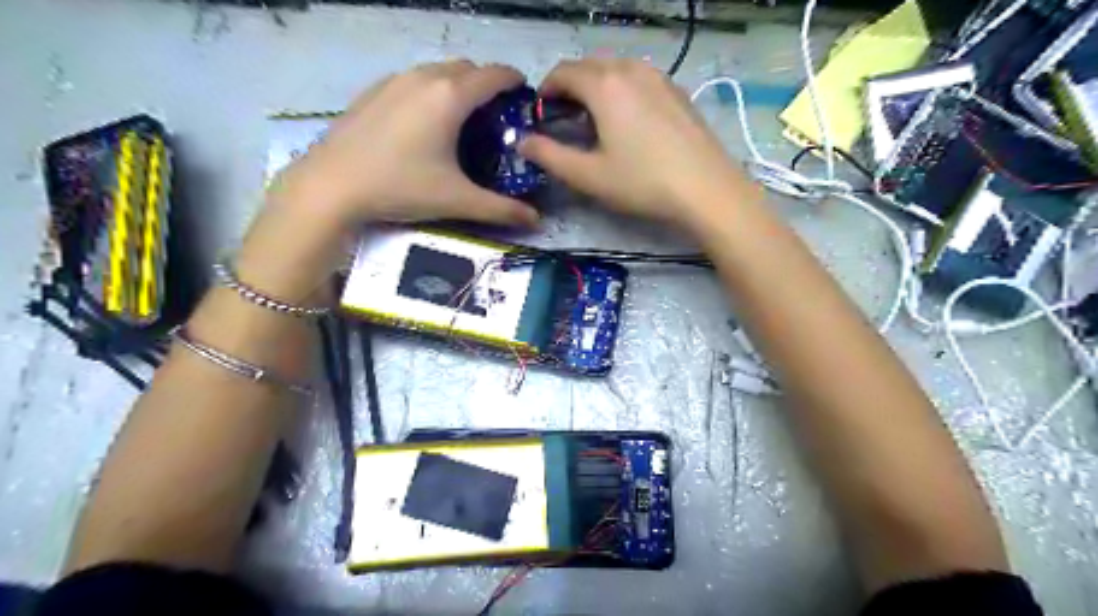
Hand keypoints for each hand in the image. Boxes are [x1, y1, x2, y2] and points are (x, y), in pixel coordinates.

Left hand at [274, 60, 539, 227]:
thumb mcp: (457, 200)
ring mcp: (394, 80)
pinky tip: (423, 122)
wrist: (332, 185)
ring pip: (437, 71)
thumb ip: (501, 210)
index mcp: (450, 97)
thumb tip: (537, 221)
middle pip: (467, 68)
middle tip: (494, 116)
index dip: (514, 81)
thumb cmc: (401, 187)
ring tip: (461, 118)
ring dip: (457, 85)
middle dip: (486, 84)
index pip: (494, 75)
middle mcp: (424, 78)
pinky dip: (430, 90)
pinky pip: (413, 80)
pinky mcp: (373, 91)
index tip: (524, 96)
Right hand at [520, 59, 750, 230]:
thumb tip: (522, 142)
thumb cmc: (642, 182)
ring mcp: (659, 77)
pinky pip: (639, 79)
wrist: (706, 189)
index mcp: (605, 84)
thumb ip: (549, 156)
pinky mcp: (677, 91)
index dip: (546, 91)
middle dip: (570, 87)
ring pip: (616, 69)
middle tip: (564, 120)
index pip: (563, 72)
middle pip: (590, 65)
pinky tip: (628, 122)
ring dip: (597, 87)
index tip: (541, 114)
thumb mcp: (588, 175)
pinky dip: (622, 90)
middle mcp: (631, 69)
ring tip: (595, 120)